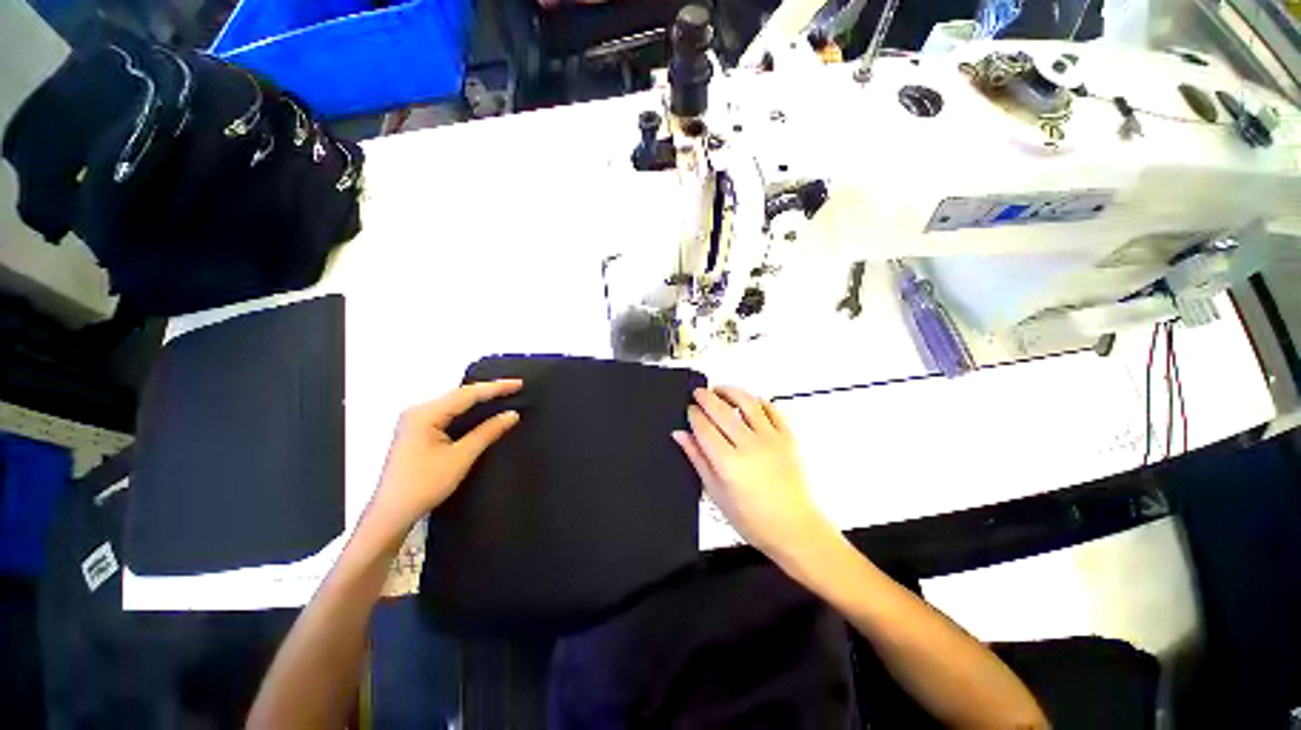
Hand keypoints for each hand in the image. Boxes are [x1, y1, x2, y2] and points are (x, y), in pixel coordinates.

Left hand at [364, 380, 522, 539]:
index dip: (495, 388)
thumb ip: (487, 432)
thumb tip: (511, 414)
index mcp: (426, 413)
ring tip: (504, 394)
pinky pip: (449, 412)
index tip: (519, 383)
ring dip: (479, 399)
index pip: (467, 394)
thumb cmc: (425, 484)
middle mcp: (419, 410)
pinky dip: (468, 409)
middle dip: (488, 390)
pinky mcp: (418, 430)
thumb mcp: (461, 457)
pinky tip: (482, 410)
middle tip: (515, 387)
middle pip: (460, 394)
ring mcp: (416, 420)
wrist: (392, 513)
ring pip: (454, 402)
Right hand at [673, 387, 830, 555]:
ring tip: (719, 390)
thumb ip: (697, 459)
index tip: (689, 410)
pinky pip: (771, 409)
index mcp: (729, 464)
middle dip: (706, 397)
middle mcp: (750, 447)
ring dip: (730, 391)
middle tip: (698, 393)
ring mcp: (771, 440)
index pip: (704, 428)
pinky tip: (747, 402)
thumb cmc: (753, 518)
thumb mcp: (715, 492)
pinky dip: (757, 400)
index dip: (693, 414)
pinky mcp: (787, 438)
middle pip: (722, 411)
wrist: (792, 527)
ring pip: (747, 402)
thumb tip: (680, 436)